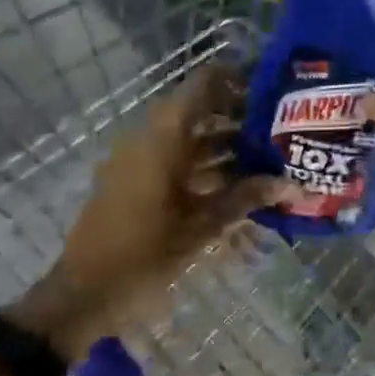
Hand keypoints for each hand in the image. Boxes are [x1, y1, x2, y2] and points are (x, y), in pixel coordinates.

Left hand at [13, 66, 286, 359]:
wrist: (81, 297)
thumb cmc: (142, 255)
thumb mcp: (201, 228)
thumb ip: (247, 199)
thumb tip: (293, 185)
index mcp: (164, 137)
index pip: (203, 84)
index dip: (237, 78)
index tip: (271, 89)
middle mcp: (150, 138)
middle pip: (201, 111)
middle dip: (240, 118)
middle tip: (279, 129)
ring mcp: (139, 161)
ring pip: (190, 138)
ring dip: (225, 146)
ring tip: (267, 161)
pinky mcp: (135, 183)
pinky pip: (176, 161)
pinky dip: (205, 168)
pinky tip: (236, 190)